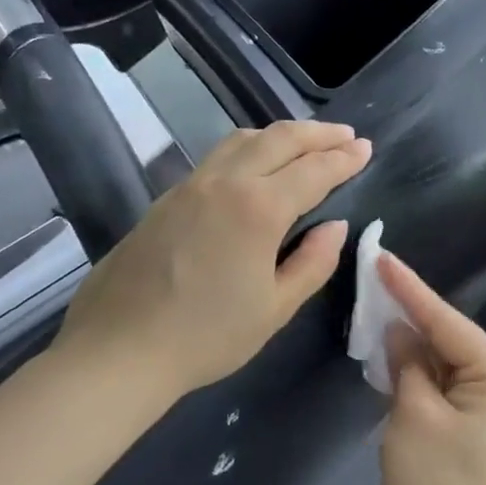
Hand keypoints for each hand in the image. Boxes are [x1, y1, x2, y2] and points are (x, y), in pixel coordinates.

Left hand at [53, 120, 371, 400]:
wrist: (118, 350)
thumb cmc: (207, 337)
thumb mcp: (275, 308)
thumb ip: (313, 262)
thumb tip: (335, 227)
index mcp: (258, 209)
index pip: (313, 171)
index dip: (344, 159)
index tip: (367, 149)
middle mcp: (224, 183)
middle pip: (279, 139)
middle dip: (318, 134)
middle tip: (347, 136)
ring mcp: (190, 186)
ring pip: (242, 140)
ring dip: (281, 134)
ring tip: (306, 142)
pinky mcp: (166, 199)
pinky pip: (218, 156)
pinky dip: (250, 148)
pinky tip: (256, 165)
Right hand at [377, 252, 485, 484]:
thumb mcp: (413, 415)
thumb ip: (407, 364)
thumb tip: (399, 330)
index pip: (447, 320)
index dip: (410, 290)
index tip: (382, 257)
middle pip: (449, 337)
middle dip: (410, 313)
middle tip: (373, 279)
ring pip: (443, 361)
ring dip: (410, 344)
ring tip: (375, 307)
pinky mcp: (472, 426)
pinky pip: (441, 385)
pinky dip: (416, 373)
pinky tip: (390, 355)